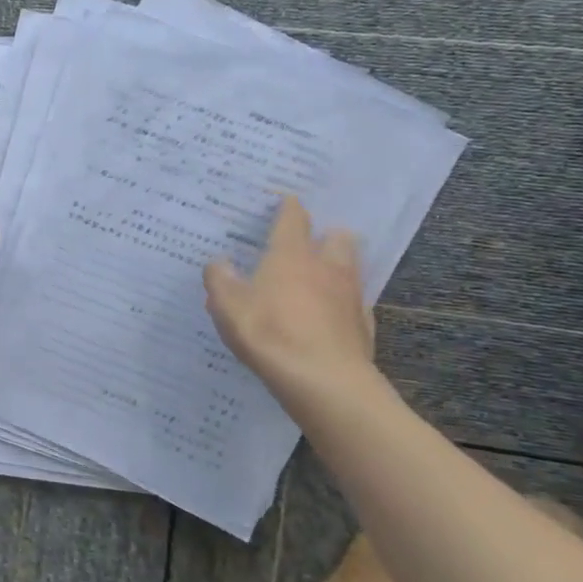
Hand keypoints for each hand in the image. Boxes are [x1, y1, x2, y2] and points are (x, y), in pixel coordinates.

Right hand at [204, 195, 377, 403]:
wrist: (324, 381)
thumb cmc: (270, 333)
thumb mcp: (227, 306)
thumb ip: (220, 280)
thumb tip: (218, 263)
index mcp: (291, 255)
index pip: (294, 219)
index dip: (288, 207)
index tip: (284, 200)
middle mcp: (326, 267)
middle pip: (337, 238)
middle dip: (326, 235)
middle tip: (309, 243)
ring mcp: (350, 296)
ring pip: (351, 268)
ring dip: (338, 267)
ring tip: (320, 278)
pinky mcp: (364, 325)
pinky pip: (355, 304)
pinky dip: (343, 303)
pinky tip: (330, 316)